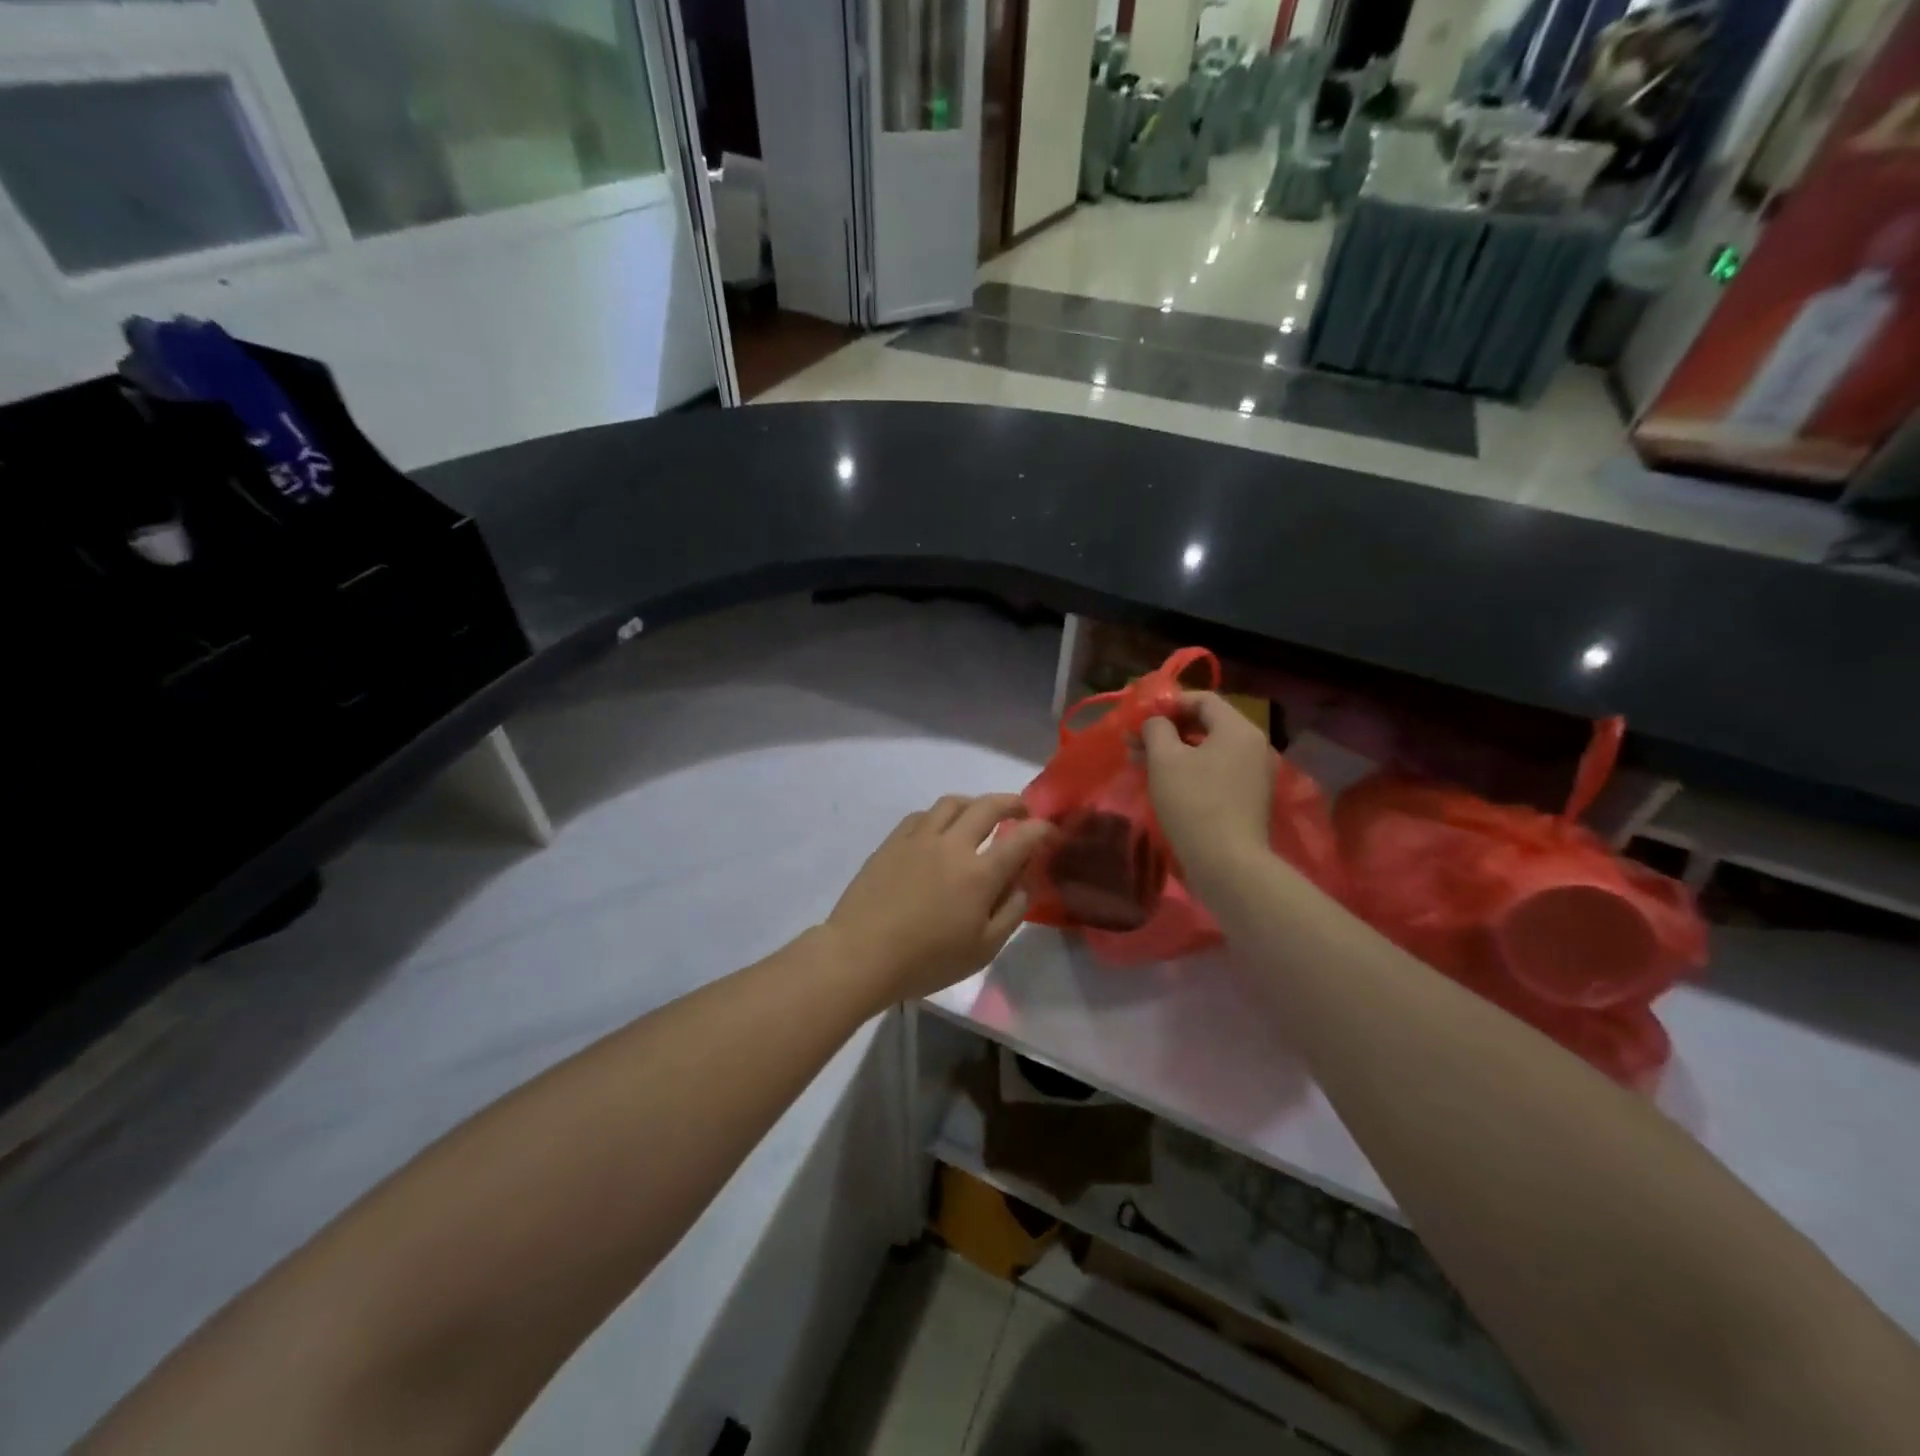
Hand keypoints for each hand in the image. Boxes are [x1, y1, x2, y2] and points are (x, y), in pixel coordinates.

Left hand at [826, 794, 1052, 1003]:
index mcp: (980, 873)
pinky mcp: (892, 841)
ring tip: (980, 815)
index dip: (1041, 830)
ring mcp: (919, 838)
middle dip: (1012, 803)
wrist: (861, 954)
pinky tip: (940, 829)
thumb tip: (1023, 884)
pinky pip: (922, 815)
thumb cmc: (926, 960)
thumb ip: (1010, 912)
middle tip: (1021, 811)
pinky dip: (940, 816)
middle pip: (988, 806)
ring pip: (952, 803)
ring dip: (975, 803)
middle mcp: (952, 844)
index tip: (1049, 830)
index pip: (1021, 839)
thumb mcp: (982, 949)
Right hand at [1141, 692, 1273, 885]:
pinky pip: (1216, 772)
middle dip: (1167, 730)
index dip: (1169, 703)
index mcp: (1238, 729)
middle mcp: (1253, 746)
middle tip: (1134, 742)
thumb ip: (1156, 729)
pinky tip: (1164, 784)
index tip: (1141, 717)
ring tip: (1141, 763)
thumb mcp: (1165, 760)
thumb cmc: (1194, 803)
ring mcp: (1254, 775)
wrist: (1227, 864)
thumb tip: (1155, 722)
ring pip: (1208, 750)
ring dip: (1174, 751)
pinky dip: (1190, 770)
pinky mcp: (1248, 799)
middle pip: (1206, 724)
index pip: (1203, 699)